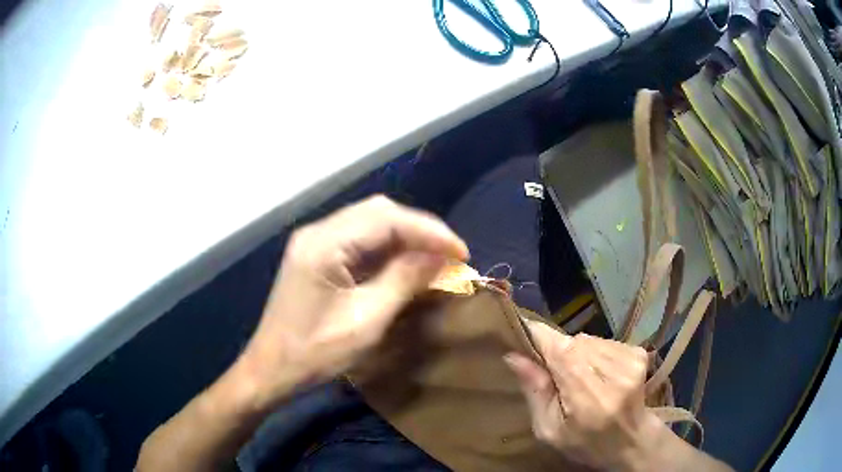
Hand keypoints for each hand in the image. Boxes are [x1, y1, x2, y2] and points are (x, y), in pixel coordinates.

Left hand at [235, 195, 468, 409]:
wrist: (271, 368)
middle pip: (378, 212)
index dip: (430, 232)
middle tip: (450, 255)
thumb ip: (403, 281)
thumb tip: (441, 258)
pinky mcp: (316, 253)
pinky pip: (359, 237)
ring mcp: (314, 240)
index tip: (462, 252)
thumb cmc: (315, 352)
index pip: (387, 219)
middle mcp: (317, 231)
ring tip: (435, 257)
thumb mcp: (366, 321)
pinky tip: (405, 261)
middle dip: (420, 230)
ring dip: (405, 236)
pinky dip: (387, 246)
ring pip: (370, 221)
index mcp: (324, 244)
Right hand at [504, 320, 662, 470]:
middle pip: (572, 343)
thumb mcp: (550, 430)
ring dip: (577, 354)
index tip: (519, 331)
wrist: (633, 442)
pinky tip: (599, 374)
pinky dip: (595, 353)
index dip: (538, 336)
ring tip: (580, 378)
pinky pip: (603, 341)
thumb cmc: (586, 443)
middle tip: (555, 377)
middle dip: (557, 353)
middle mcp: (613, 372)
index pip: (559, 351)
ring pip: (587, 340)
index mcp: (588, 397)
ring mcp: (630, 359)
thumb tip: (514, 355)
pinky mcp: (638, 353)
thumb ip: (535, 393)